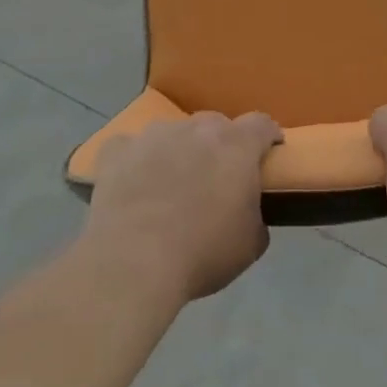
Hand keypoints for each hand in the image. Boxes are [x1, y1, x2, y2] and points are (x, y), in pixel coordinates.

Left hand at [84, 111, 282, 300]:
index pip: (261, 124)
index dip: (267, 136)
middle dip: (220, 146)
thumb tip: (247, 212)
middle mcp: (196, 129)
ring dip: (178, 151)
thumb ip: (256, 216)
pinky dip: (134, 161)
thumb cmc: (202, 253)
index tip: (269, 152)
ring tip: (170, 184)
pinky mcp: (117, 152)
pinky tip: (132, 184)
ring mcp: (153, 136)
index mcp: (236, 146)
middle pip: (215, 125)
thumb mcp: (250, 245)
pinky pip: (130, 148)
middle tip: (216, 178)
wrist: (132, 263)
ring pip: (173, 133)